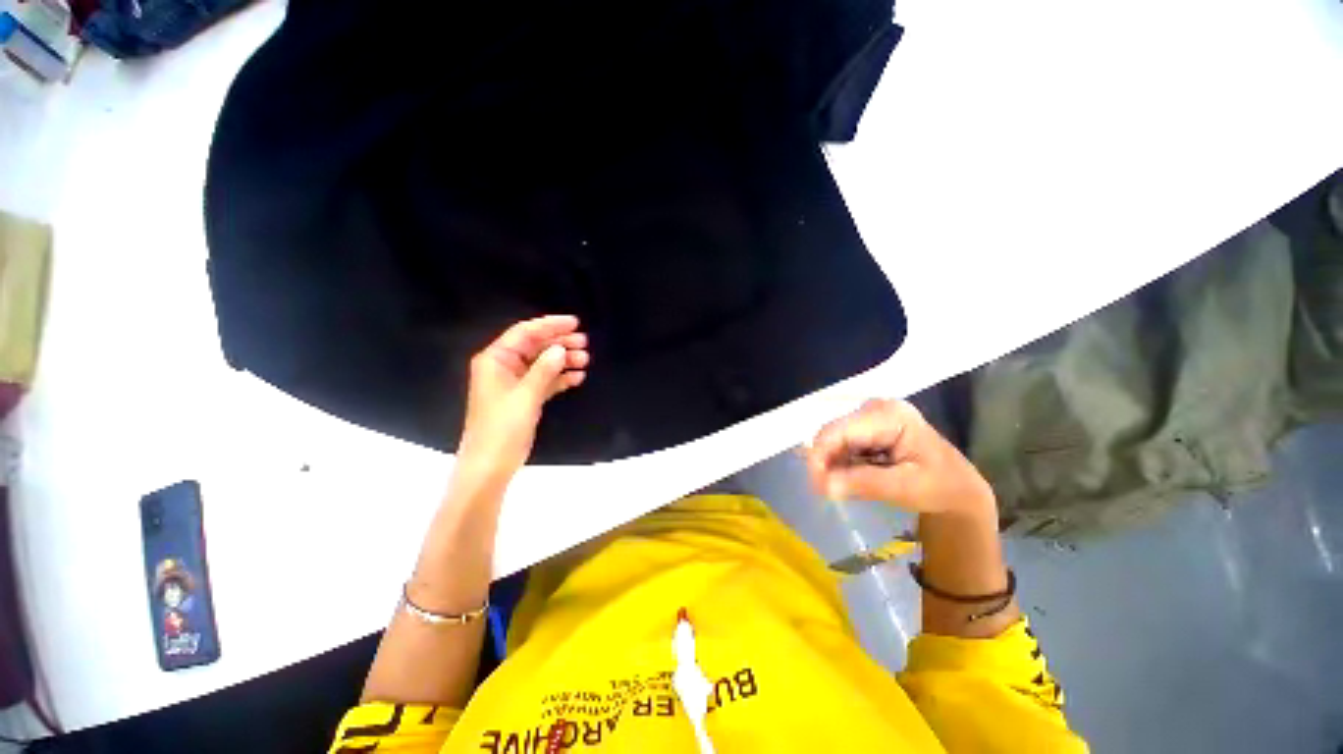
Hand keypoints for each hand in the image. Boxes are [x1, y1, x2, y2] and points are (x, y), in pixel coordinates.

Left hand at [455, 315, 589, 484]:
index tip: (574, 322)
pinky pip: (545, 380)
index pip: (524, 333)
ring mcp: (515, 383)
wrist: (491, 465)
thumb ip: (544, 369)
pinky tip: (578, 377)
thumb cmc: (502, 428)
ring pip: (542, 363)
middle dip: (560, 343)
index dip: (549, 325)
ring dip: (563, 361)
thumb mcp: (525, 396)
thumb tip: (561, 349)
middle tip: (585, 343)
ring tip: (586, 361)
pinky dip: (560, 378)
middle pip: (535, 346)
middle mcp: (504, 367)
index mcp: (495, 360)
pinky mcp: (524, 397)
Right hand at [805, 399, 994, 516]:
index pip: (839, 430)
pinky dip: (839, 462)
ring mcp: (870, 416)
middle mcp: (874, 408)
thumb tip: (822, 485)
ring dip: (831, 463)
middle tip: (825, 492)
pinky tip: (848, 478)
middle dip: (825, 461)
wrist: (960, 488)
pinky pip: (841, 443)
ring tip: (838, 488)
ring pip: (833, 438)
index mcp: (888, 415)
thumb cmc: (940, 487)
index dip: (821, 455)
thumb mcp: (904, 488)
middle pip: (833, 432)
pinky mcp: (867, 427)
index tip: (817, 486)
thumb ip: (862, 483)